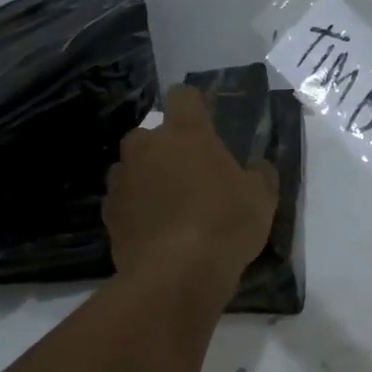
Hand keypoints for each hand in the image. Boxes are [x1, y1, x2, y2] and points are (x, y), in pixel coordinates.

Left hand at [104, 85, 278, 288]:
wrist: (175, 275)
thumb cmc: (225, 223)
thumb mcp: (262, 196)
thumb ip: (259, 172)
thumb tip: (254, 166)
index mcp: (186, 133)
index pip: (183, 95)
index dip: (194, 105)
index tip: (206, 122)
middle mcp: (147, 146)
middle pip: (152, 133)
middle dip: (167, 147)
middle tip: (192, 173)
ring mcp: (122, 179)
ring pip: (134, 166)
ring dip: (149, 177)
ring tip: (171, 206)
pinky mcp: (108, 214)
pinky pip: (124, 200)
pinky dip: (137, 208)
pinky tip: (156, 230)